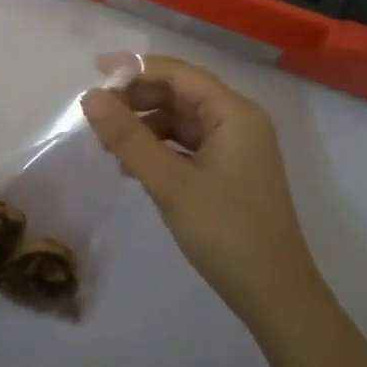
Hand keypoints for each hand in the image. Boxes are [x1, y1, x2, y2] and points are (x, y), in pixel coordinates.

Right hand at [81, 54, 323, 331]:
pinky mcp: (230, 171)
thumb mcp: (171, 184)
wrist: (276, 298)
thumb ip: (129, 138)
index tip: (95, 72)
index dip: (136, 68)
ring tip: (109, 144)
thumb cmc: (227, 233)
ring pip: (183, 119)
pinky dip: (160, 147)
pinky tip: (133, 166)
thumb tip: (90, 97)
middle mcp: (239, 121)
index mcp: (234, 113)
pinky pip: (188, 144)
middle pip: (181, 93)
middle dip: (139, 98)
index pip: (179, 73)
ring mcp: (236, 147)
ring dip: (146, 125)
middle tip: (97, 114)